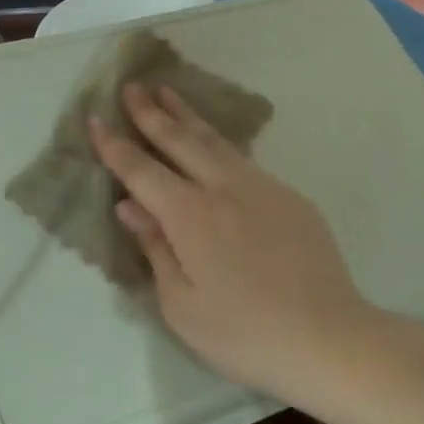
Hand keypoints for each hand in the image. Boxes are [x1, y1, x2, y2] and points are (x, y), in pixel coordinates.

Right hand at [89, 84, 397, 408]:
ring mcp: (262, 187)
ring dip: (187, 115)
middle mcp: (224, 189)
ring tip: (167, 92)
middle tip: (131, 86)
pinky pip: (244, 159)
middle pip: (180, 141)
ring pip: (216, 141)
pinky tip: (214, 140)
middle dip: (151, 113)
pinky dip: (219, 141)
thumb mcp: (182, 305)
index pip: (142, 172)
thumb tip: (130, 206)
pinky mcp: (290, 197)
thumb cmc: (244, 333)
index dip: (115, 146)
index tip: (95, 119)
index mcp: (190, 217)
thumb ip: (155, 248)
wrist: (328, 337)